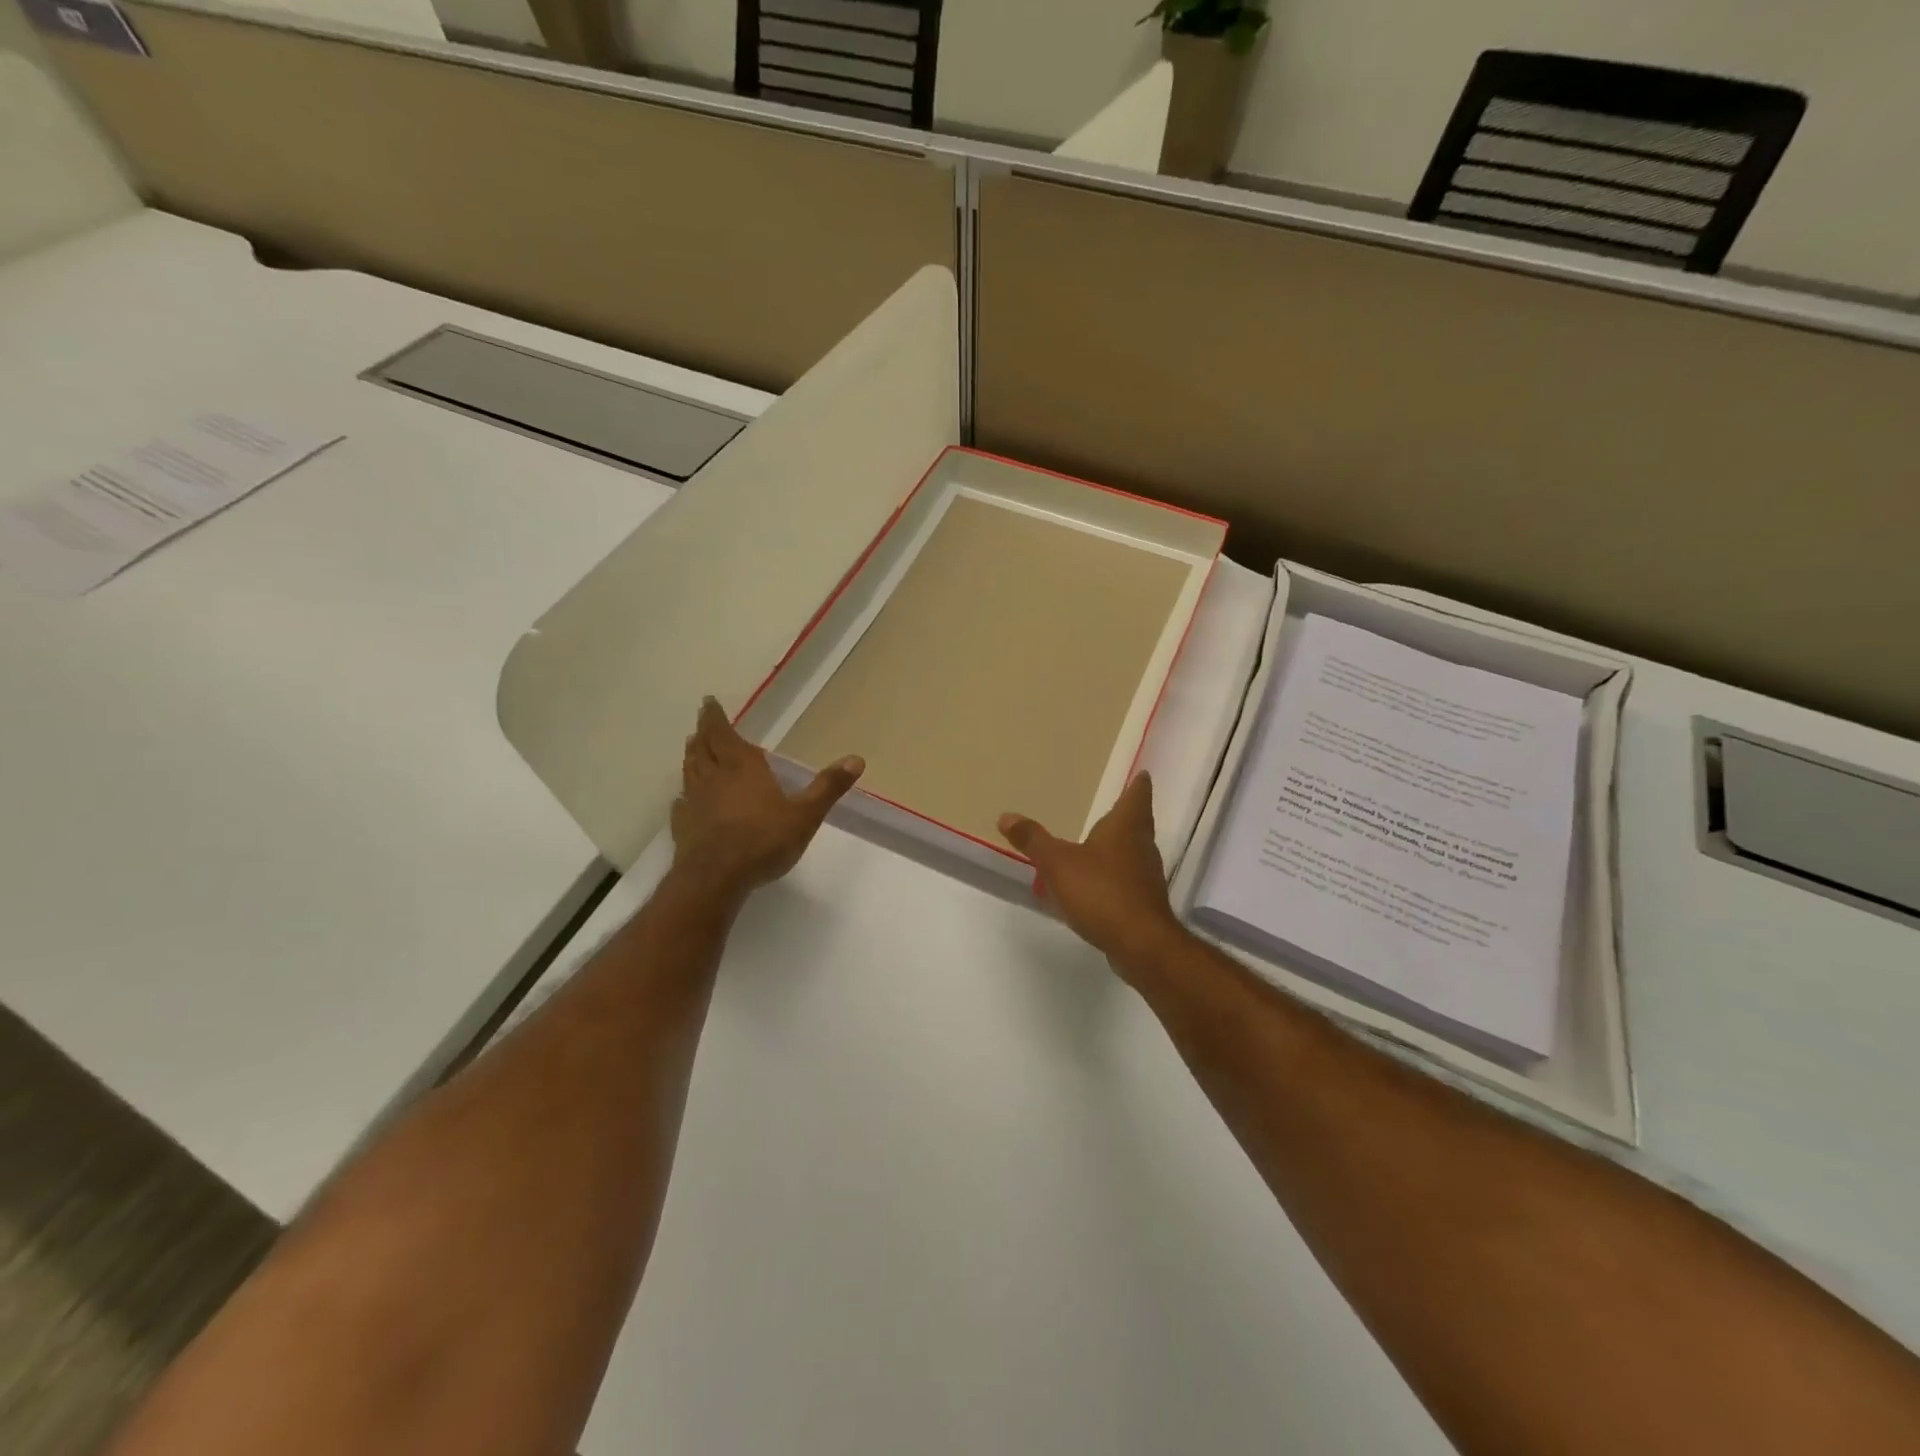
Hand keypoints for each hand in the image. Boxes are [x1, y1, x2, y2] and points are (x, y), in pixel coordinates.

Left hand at [671, 697, 863, 901]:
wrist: (716, 878)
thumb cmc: (763, 840)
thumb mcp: (805, 814)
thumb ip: (828, 787)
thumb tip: (856, 759)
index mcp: (742, 767)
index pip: (724, 734)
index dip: (715, 717)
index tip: (708, 702)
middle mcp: (714, 777)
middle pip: (703, 748)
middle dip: (702, 733)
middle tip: (700, 723)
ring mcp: (694, 802)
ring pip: (690, 771)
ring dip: (691, 756)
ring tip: (692, 748)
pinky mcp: (683, 826)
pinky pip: (681, 803)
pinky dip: (683, 795)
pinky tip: (684, 799)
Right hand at [998, 772, 1184, 972]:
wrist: (1141, 943)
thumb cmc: (1102, 891)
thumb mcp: (1058, 863)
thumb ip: (1033, 840)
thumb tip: (1006, 815)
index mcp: (1126, 827)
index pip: (1137, 796)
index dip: (1139, 784)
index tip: (1142, 775)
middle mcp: (1142, 846)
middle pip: (1138, 823)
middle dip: (1127, 815)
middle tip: (1114, 806)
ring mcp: (1146, 876)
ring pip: (1134, 851)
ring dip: (1120, 846)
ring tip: (1099, 842)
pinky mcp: (1144, 903)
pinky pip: (1128, 879)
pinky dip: (1115, 875)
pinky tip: (1098, 883)